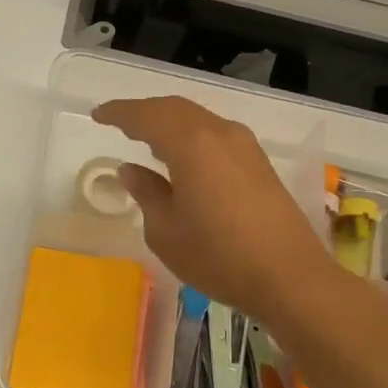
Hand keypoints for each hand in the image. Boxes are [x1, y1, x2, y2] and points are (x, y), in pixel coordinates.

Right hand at [92, 97, 339, 327]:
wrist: (289, 277)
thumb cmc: (218, 256)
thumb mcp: (166, 230)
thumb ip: (146, 192)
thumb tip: (131, 169)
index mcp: (191, 144)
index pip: (147, 116)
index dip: (119, 113)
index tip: (98, 115)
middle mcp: (220, 134)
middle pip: (175, 109)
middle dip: (144, 112)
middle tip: (118, 122)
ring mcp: (244, 147)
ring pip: (198, 120)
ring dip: (169, 123)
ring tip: (145, 138)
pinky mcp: (259, 164)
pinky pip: (215, 135)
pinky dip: (190, 136)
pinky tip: (181, 157)